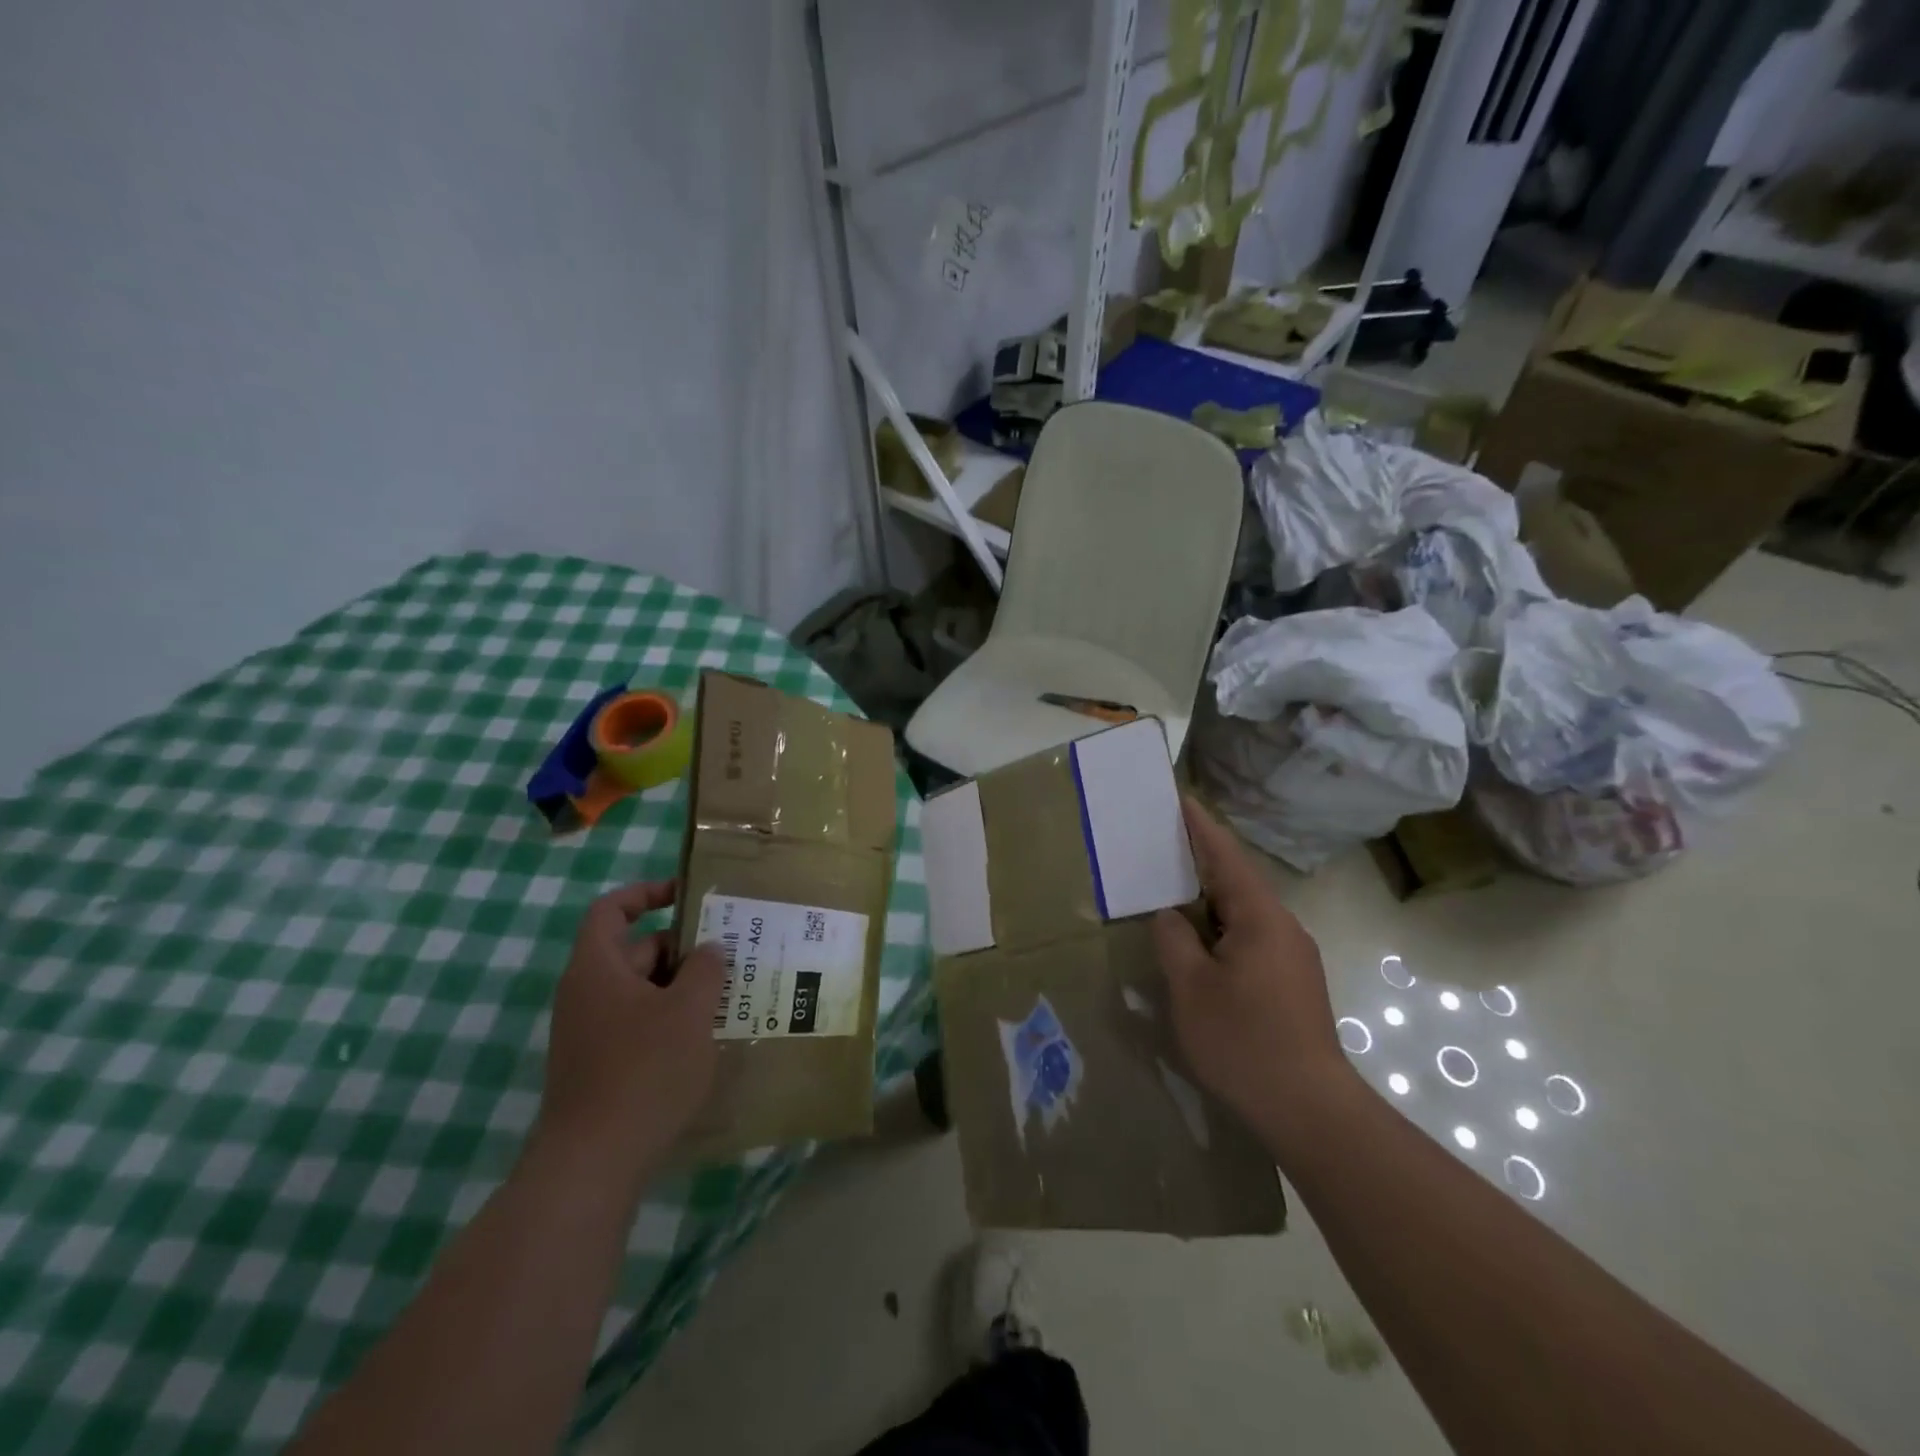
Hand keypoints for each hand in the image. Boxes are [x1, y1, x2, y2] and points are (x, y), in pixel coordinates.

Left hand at [535, 881, 724, 1183]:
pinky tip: (706, 1038)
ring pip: (641, 992)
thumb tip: (709, 949)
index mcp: (597, 968)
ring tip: (729, 994)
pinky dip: (670, 1020)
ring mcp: (589, 1033)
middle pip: (635, 951)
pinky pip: (638, 1025)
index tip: (687, 896)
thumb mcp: (688, 1010)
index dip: (647, 893)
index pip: (612, 909)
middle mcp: (586, 994)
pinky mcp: (599, 1066)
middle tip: (731, 954)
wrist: (592, 1164)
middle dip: (683, 949)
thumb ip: (705, 969)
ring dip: (681, 988)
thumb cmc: (643, 1070)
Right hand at [1151, 798, 1352, 1152]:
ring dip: (1209, 898)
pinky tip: (1199, 943)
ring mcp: (1292, 956)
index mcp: (1259, 917)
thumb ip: (1174, 941)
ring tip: (1172, 891)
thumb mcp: (1190, 988)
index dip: (1200, 826)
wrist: (1310, 1110)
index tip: (1179, 798)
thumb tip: (1171, 916)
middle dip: (1201, 860)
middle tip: (1162, 845)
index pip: (1226, 856)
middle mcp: (1282, 927)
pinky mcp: (1293, 982)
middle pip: (1237, 880)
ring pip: (1244, 912)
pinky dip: (1221, 927)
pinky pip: (1250, 936)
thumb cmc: (1243, 1041)